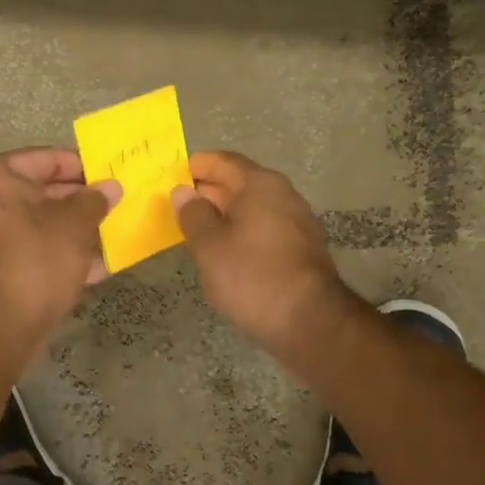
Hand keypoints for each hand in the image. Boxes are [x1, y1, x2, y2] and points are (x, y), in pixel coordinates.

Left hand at [0, 148, 121, 334]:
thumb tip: (111, 186)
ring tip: (111, 234)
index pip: (46, 159)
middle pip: (41, 192)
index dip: (81, 166)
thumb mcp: (74, 223)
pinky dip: (60, 255)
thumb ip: (94, 200)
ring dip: (73, 231)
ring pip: (40, 225)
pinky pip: (34, 251)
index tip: (109, 175)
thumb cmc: (35, 258)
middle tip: (114, 204)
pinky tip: (96, 268)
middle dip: (79, 201)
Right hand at [171, 151, 358, 360]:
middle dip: (210, 191)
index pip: (222, 161)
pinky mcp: (304, 247)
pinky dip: (244, 231)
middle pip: (240, 182)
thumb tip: (183, 191)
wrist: (311, 323)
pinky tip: (228, 252)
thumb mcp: (209, 246)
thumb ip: (193, 214)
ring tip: (199, 231)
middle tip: (180, 206)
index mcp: (259, 184)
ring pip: (254, 207)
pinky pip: (266, 227)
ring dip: (227, 213)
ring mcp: (298, 221)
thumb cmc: (252, 276)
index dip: (196, 166)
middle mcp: (283, 194)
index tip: (173, 178)